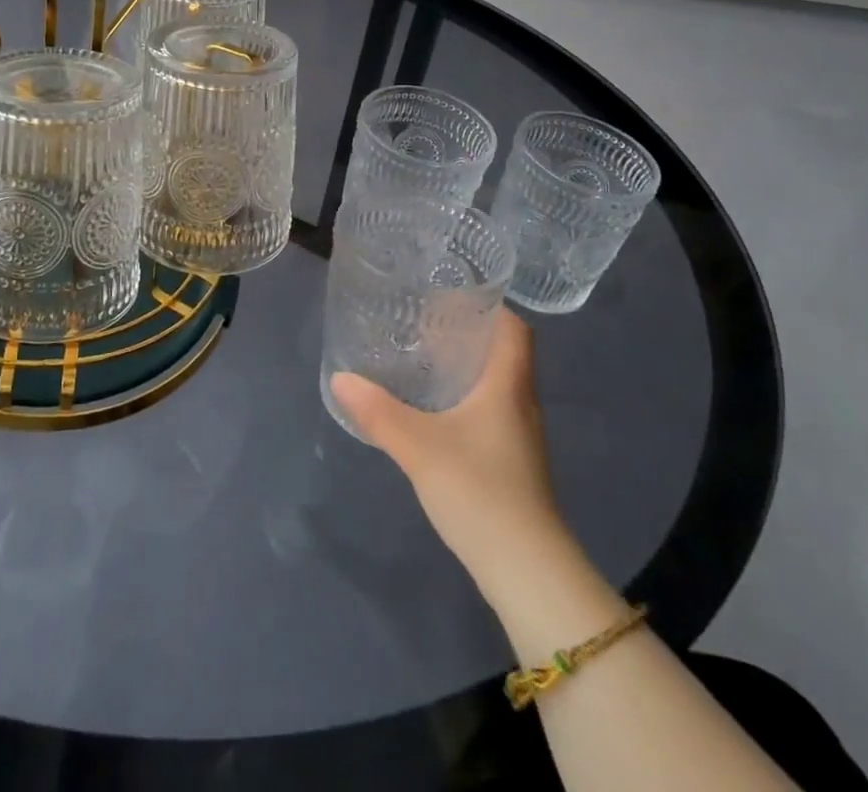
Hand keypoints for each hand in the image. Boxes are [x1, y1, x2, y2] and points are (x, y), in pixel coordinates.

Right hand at [331, 308, 569, 607]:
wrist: (527, 571)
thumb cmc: (480, 491)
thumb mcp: (419, 447)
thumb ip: (378, 412)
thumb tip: (340, 378)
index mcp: (508, 386)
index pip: (515, 329)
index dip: (491, 306)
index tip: (452, 295)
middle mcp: (521, 404)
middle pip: (504, 354)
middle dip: (469, 334)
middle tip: (424, 323)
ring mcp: (520, 438)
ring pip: (497, 385)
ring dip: (467, 368)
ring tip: (424, 360)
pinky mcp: (513, 465)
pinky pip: (491, 413)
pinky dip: (467, 400)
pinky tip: (435, 412)